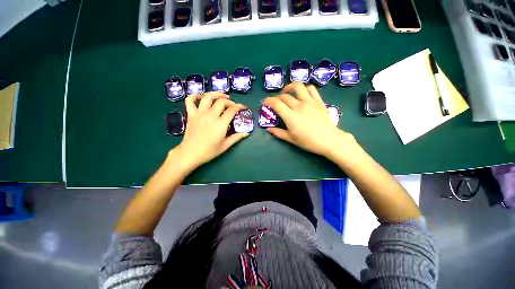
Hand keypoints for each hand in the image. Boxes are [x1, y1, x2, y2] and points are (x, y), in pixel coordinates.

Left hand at [172, 92, 247, 169]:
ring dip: (216, 94)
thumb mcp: (225, 146)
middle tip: (232, 105)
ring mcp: (199, 114)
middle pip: (221, 101)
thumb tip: (246, 133)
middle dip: (229, 101)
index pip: (232, 110)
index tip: (243, 107)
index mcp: (220, 124)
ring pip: (207, 97)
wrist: (190, 153)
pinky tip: (201, 97)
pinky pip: (190, 100)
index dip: (239, 106)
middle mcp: (210, 116)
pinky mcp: (191, 114)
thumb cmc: (209, 151)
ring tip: (221, 96)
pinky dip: (195, 96)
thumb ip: (236, 138)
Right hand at [262, 82, 355, 158]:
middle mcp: (299, 106)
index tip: (264, 102)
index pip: (276, 103)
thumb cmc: (308, 141)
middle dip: (277, 97)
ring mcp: (310, 102)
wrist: (329, 140)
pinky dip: (304, 88)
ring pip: (298, 86)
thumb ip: (278, 133)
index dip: (268, 100)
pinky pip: (311, 89)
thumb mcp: (291, 139)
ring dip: (289, 87)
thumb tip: (268, 129)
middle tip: (275, 102)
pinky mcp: (318, 101)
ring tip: (287, 92)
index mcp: (291, 116)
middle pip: (284, 96)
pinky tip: (302, 93)